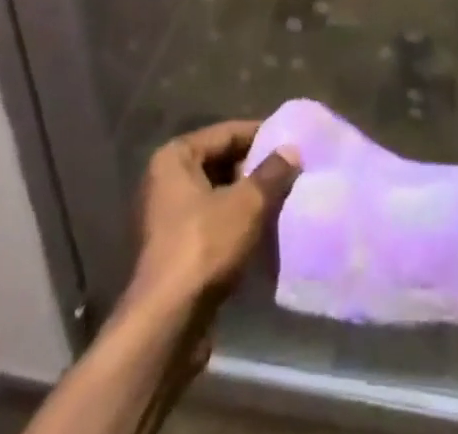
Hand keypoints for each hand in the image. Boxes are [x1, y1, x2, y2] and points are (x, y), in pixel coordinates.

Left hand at [126, 119, 300, 313]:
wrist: (168, 324)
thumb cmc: (204, 247)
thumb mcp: (247, 204)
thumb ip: (272, 173)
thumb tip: (292, 151)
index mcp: (175, 158)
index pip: (226, 133)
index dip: (260, 135)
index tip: (291, 140)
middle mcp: (165, 182)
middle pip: (220, 163)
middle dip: (255, 170)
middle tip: (291, 173)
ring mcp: (167, 219)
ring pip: (217, 197)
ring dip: (247, 200)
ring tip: (284, 201)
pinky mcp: (175, 253)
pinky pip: (212, 225)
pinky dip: (236, 226)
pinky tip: (264, 234)